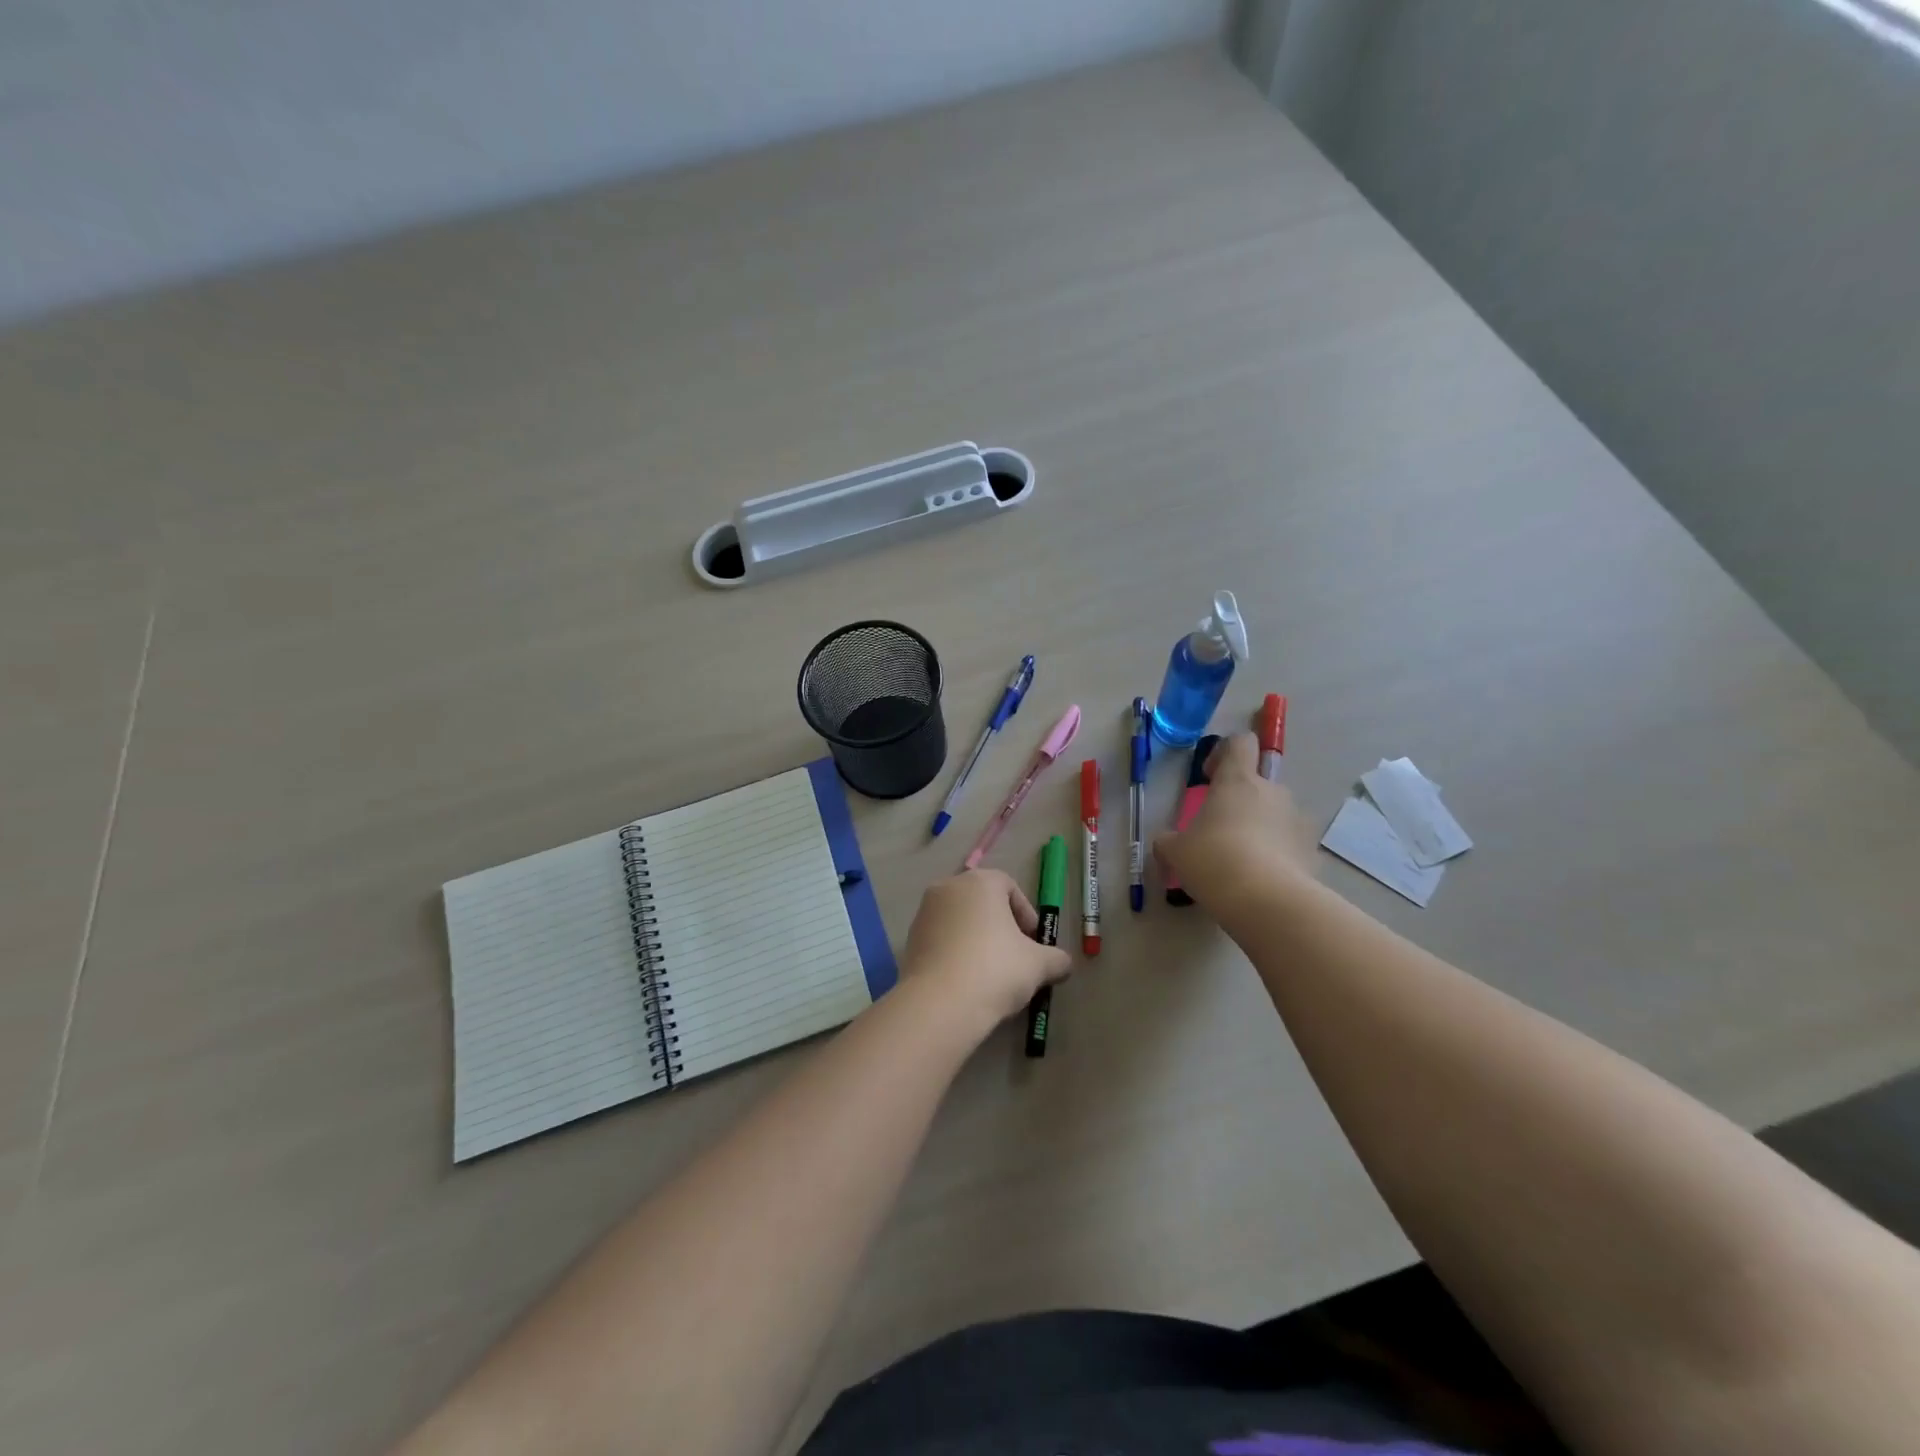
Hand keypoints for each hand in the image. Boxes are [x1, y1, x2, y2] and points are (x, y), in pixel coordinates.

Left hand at [901, 869, 1072, 1031]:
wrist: (940, 1004)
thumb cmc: (996, 970)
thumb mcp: (1038, 965)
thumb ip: (1056, 959)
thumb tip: (1063, 964)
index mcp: (979, 882)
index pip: (1009, 886)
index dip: (1026, 913)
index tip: (1033, 943)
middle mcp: (948, 887)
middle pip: (982, 901)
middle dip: (1001, 926)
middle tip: (1016, 957)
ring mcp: (924, 912)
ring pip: (960, 920)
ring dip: (977, 939)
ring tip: (991, 973)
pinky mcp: (910, 940)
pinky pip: (942, 939)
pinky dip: (956, 953)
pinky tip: (967, 981)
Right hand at [1153, 734, 1316, 915]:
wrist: (1267, 901)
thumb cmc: (1214, 860)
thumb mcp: (1175, 851)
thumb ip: (1168, 840)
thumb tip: (1166, 842)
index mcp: (1238, 781)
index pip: (1240, 743)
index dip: (1224, 753)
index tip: (1210, 777)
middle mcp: (1272, 791)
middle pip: (1258, 782)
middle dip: (1240, 801)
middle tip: (1219, 830)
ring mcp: (1296, 820)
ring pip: (1275, 813)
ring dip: (1260, 827)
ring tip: (1240, 860)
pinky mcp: (1311, 850)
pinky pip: (1289, 843)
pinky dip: (1276, 854)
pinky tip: (1259, 880)